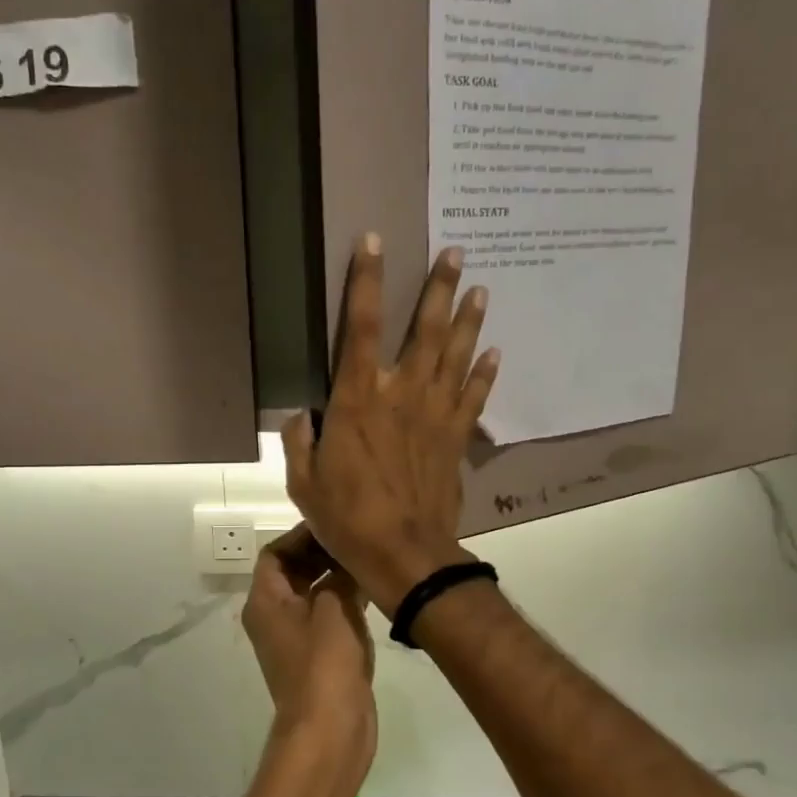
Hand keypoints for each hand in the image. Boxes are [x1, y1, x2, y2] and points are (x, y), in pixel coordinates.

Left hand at [241, 527, 375, 781]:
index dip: (300, 535)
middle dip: (321, 554)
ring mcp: (296, 639)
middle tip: (356, 539)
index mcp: (265, 602)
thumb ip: (340, 576)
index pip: (274, 553)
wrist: (329, 729)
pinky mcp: (318, 656)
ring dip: (336, 577)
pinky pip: (327, 616)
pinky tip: (372, 591)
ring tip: (368, 559)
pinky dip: (344, 601)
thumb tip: (350, 558)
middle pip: (293, 572)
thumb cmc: (324, 663)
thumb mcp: (334, 608)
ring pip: (313, 594)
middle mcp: (274, 617)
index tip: (333, 524)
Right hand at [282, 234, 498, 615]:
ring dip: (469, 319)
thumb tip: (302, 414)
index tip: (374, 242)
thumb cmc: (347, 518)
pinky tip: (495, 350)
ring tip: (480, 287)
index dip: (366, 281)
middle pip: (425, 330)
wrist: (405, 554)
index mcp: (358, 400)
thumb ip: (300, 440)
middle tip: (456, 252)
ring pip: (456, 355)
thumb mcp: (304, 482)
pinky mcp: (456, 439)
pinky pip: (474, 397)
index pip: (362, 327)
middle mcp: (402, 394)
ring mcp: (435, 415)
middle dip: (439, 288)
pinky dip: (485, 372)